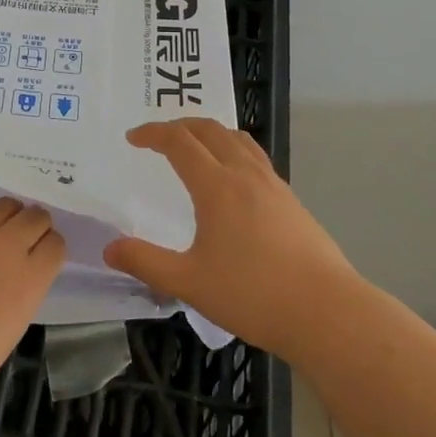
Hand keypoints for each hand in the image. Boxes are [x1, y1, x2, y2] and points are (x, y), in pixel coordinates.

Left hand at [0, 199, 64, 422]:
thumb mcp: (7, 331)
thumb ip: (19, 294)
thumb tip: (15, 278)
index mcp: (29, 278)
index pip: (56, 244)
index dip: (50, 249)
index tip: (41, 257)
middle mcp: (6, 246)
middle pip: (35, 216)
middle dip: (34, 226)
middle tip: (22, 241)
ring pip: (3, 206)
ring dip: (6, 218)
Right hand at [104, 118, 355, 361]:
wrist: (325, 311)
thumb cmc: (252, 295)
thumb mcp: (189, 283)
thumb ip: (146, 263)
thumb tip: (110, 249)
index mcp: (217, 185)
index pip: (179, 141)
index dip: (153, 133)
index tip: (133, 138)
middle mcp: (244, 173)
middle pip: (209, 129)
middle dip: (180, 125)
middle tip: (158, 137)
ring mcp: (272, 183)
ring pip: (237, 139)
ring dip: (210, 132)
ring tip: (195, 146)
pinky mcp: (290, 199)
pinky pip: (255, 157)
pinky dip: (233, 149)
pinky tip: (232, 178)